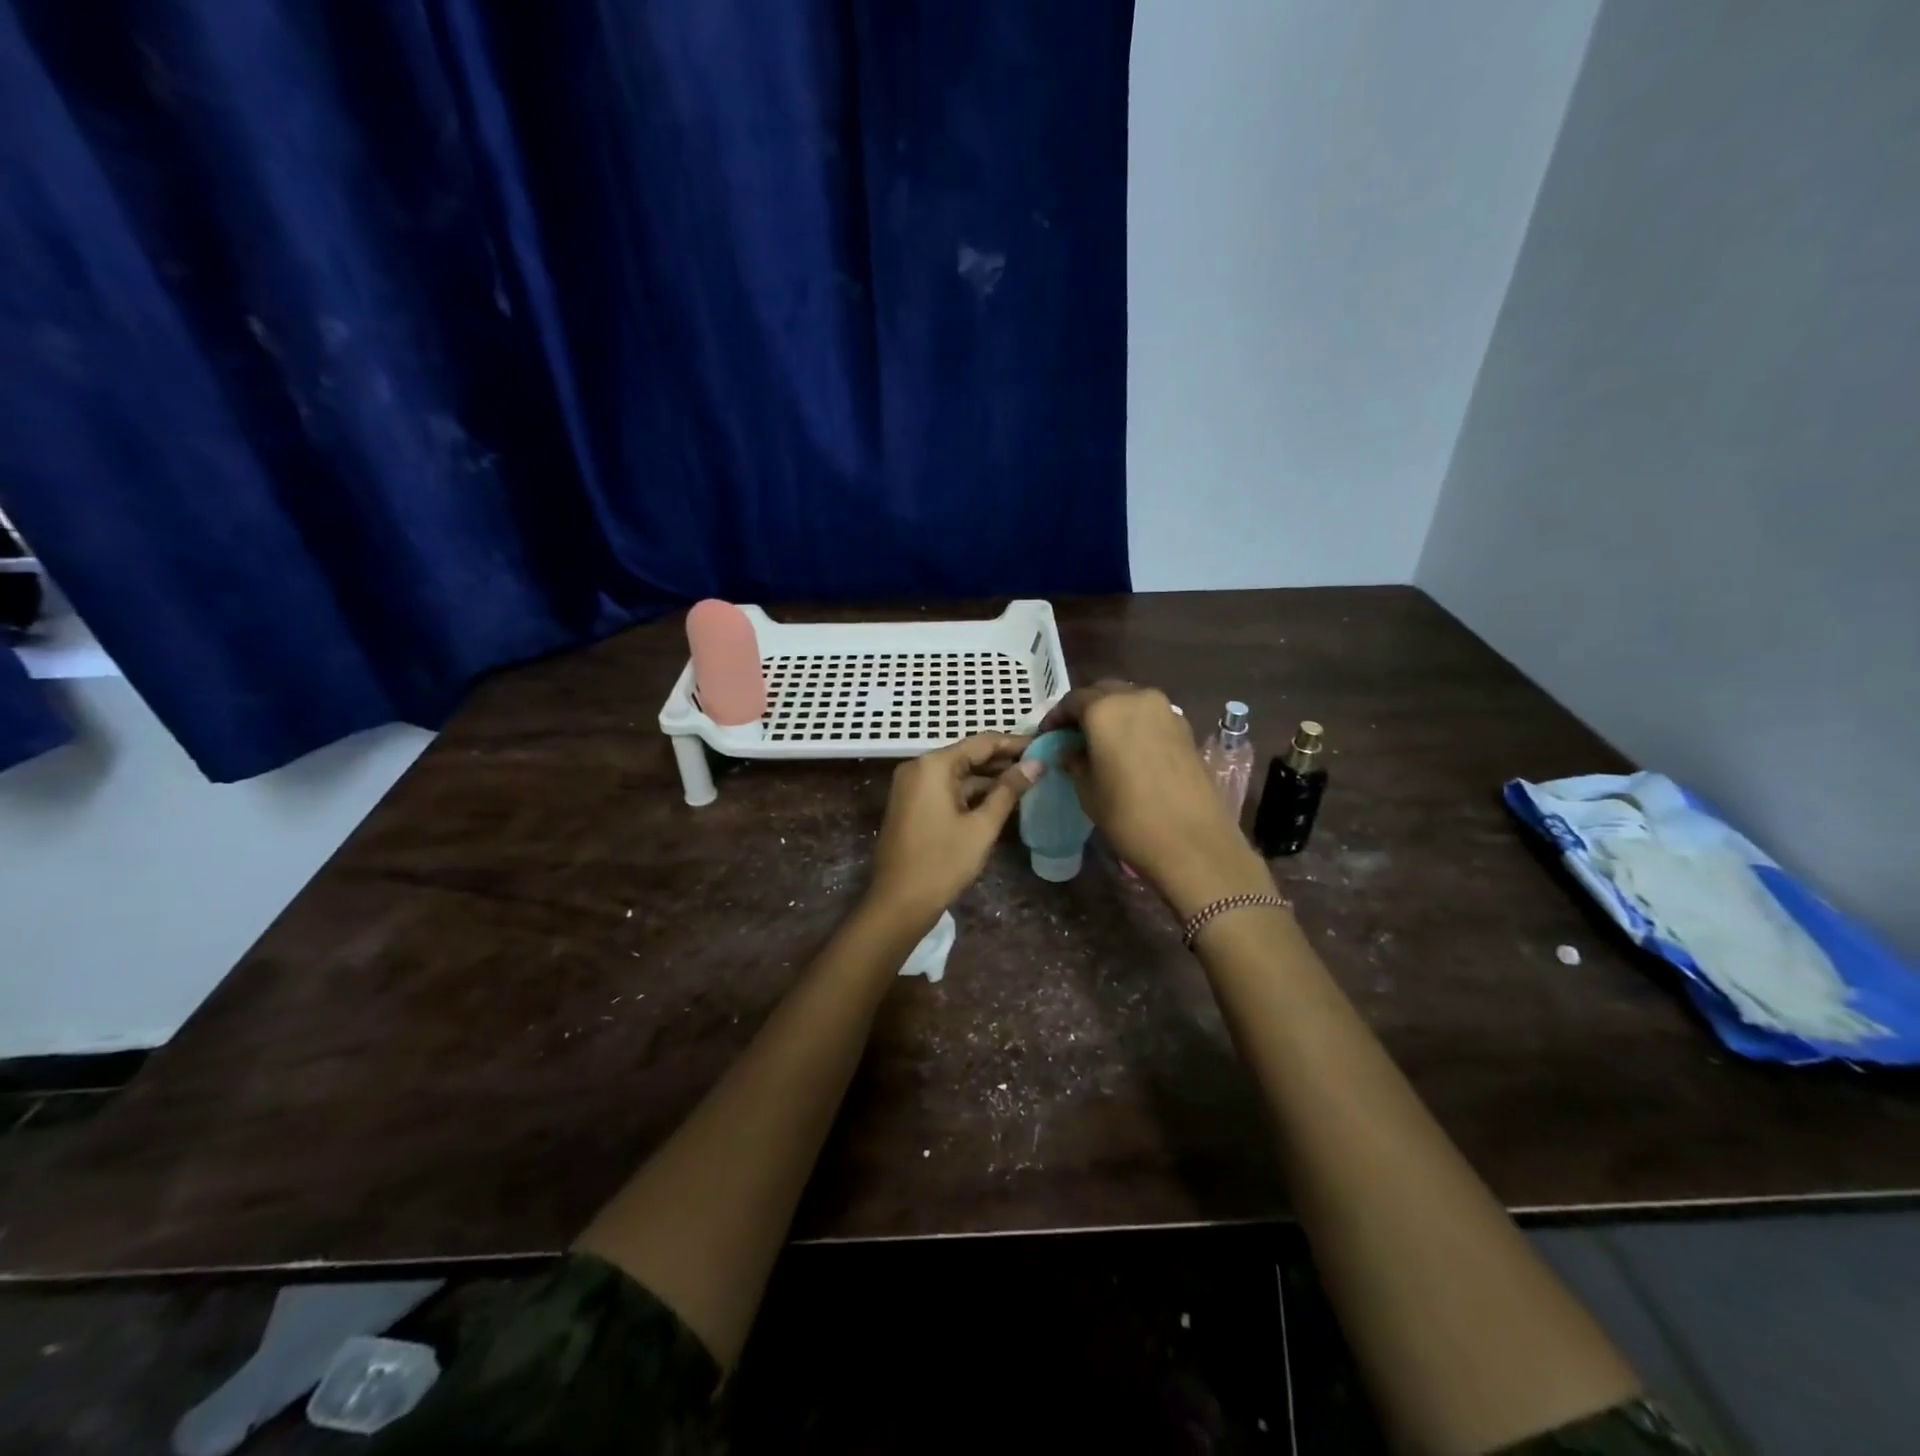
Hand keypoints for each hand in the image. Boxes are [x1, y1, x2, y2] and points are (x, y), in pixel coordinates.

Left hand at [868, 733, 1041, 925]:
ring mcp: (912, 786)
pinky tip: (1000, 800)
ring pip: (958, 774)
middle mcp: (919, 767)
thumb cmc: (942, 862)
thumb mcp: (982, 826)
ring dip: (990, 778)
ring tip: (1028, 782)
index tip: (1044, 745)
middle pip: (969, 755)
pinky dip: (972, 793)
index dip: (1015, 743)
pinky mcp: (912, 805)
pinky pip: (947, 789)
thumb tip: (1036, 764)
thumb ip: (1009, 791)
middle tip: (1041, 765)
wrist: (899, 902)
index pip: (982, 742)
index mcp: (934, 765)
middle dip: (1004, 761)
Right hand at [1040, 681, 1271, 917]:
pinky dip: (1135, 724)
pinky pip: (1151, 716)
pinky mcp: (1186, 728)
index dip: (1057, 717)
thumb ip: (1074, 761)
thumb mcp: (1088, 791)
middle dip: (1086, 709)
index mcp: (1105, 709)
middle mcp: (1136, 698)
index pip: (1072, 700)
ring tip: (1101, 742)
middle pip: (1103, 692)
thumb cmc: (1129, 817)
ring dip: (1112, 713)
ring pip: (1130, 700)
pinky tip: (1129, 750)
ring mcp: (1166, 711)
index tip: (1048, 735)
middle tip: (1073, 735)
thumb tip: (1069, 750)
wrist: (1193, 843)